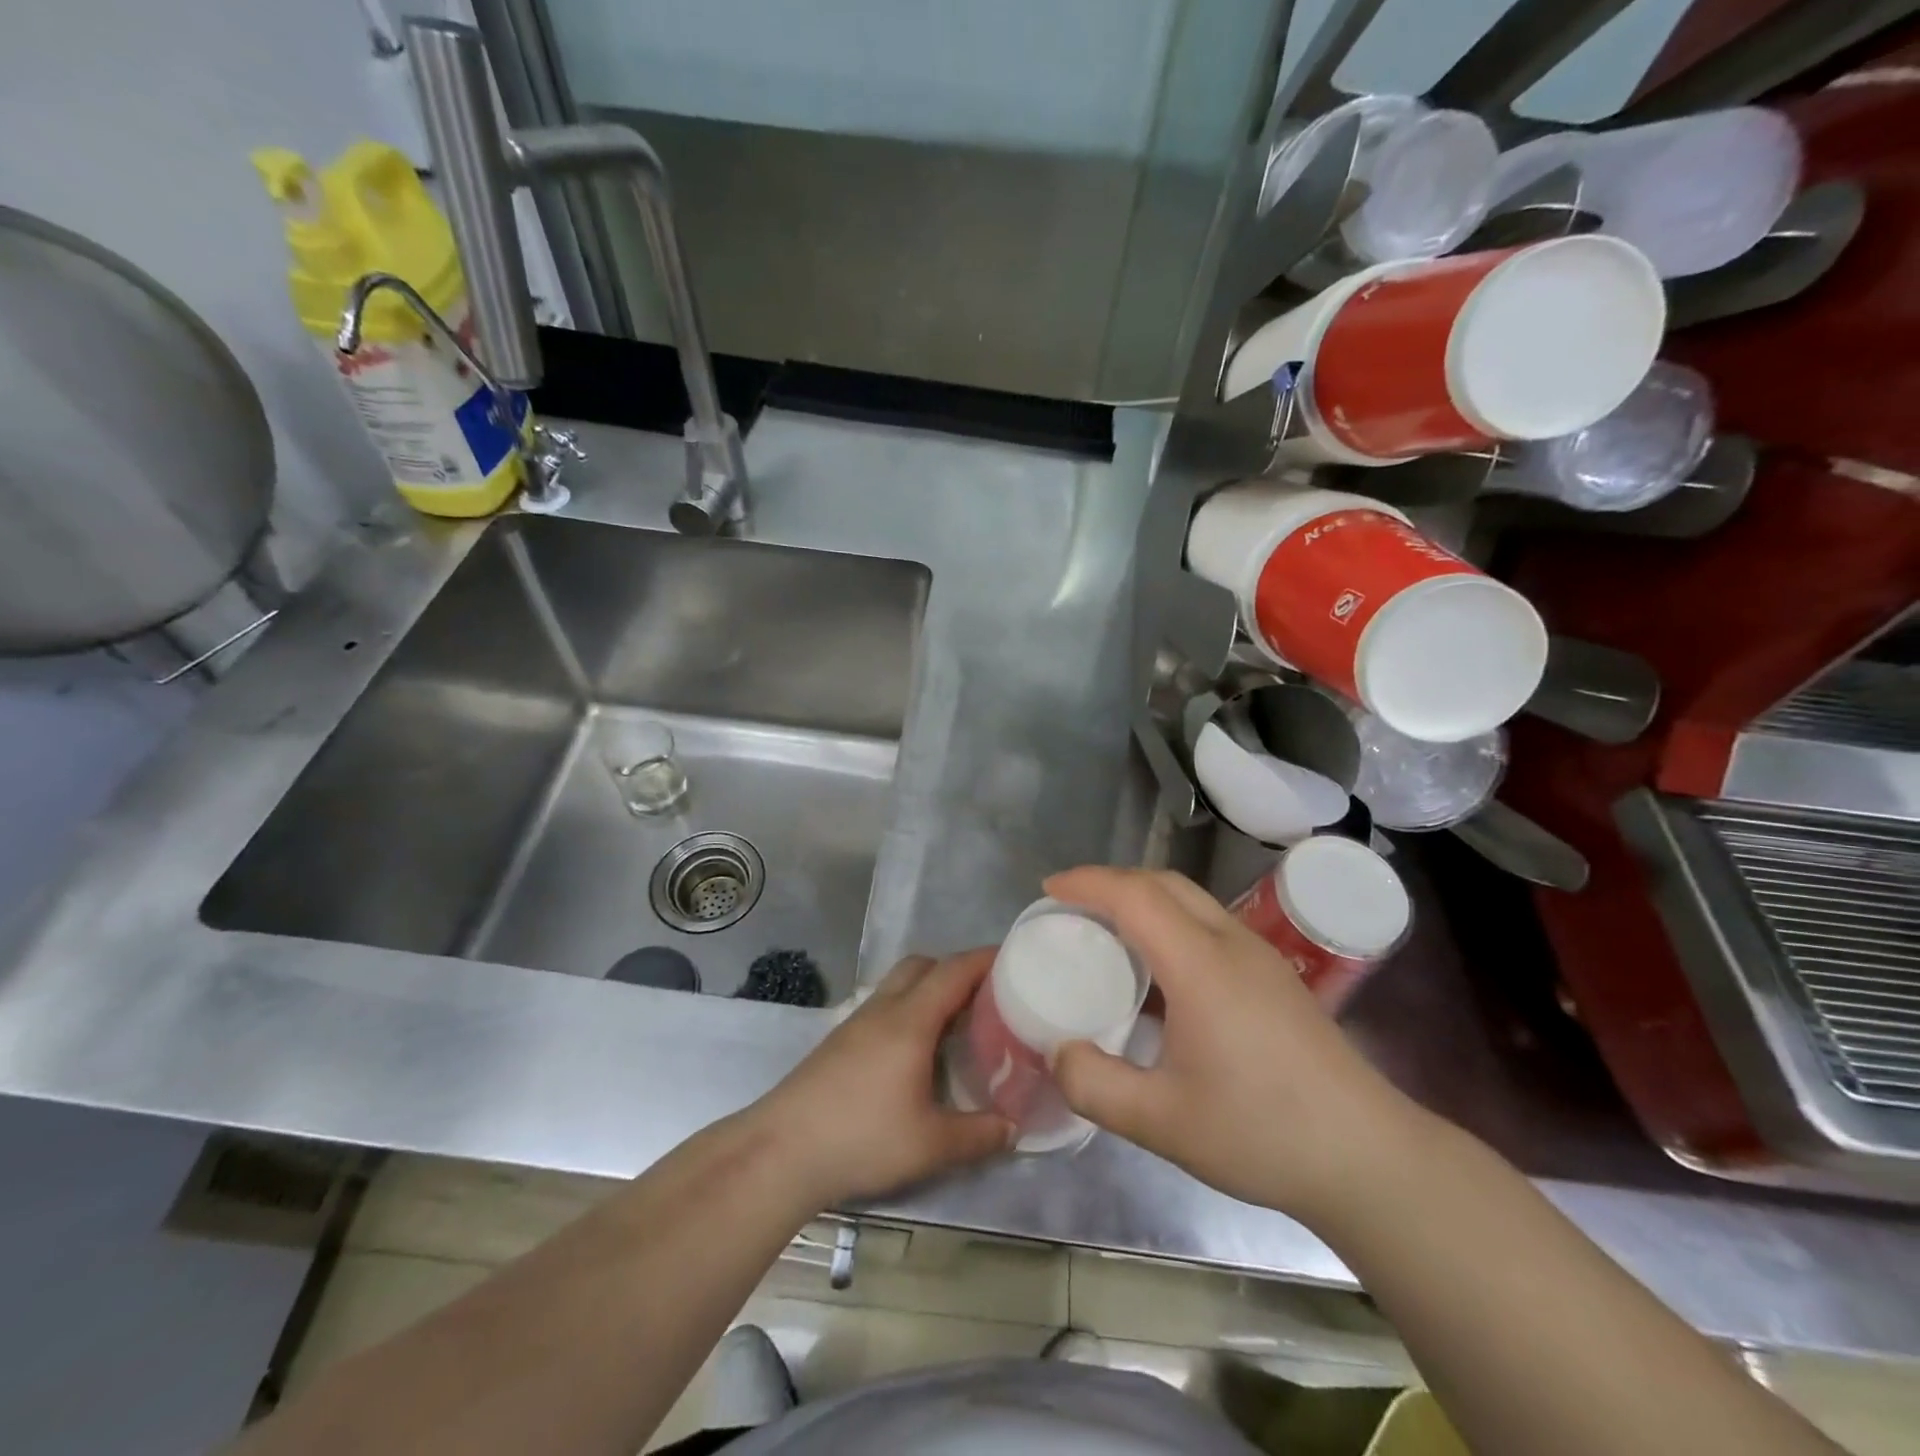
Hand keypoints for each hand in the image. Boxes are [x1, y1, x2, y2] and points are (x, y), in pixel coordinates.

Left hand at [756, 951, 1012, 1206]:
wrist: (781, 1151)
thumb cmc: (861, 1138)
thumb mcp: (930, 1145)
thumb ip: (979, 1135)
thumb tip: (1013, 1128)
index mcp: (910, 1020)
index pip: (954, 970)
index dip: (986, 959)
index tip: (1016, 958)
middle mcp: (883, 1009)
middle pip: (923, 965)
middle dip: (957, 969)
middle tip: (988, 996)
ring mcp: (857, 1022)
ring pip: (900, 984)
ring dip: (931, 989)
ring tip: (958, 1022)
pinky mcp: (840, 1041)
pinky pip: (885, 1006)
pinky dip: (910, 1009)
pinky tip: (918, 1050)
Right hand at [1047, 866, 1418, 1219]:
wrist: (1368, 1158)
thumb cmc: (1262, 1132)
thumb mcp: (1162, 1121)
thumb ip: (1095, 1085)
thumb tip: (1057, 1051)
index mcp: (1201, 964)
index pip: (1135, 895)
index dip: (1087, 882)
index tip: (1049, 889)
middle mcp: (1231, 943)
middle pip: (1165, 883)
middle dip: (1113, 881)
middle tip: (1072, 907)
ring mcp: (1259, 957)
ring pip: (1191, 900)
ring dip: (1144, 900)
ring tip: (1108, 932)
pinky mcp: (1274, 978)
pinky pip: (1209, 925)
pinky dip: (1169, 923)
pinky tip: (1159, 973)